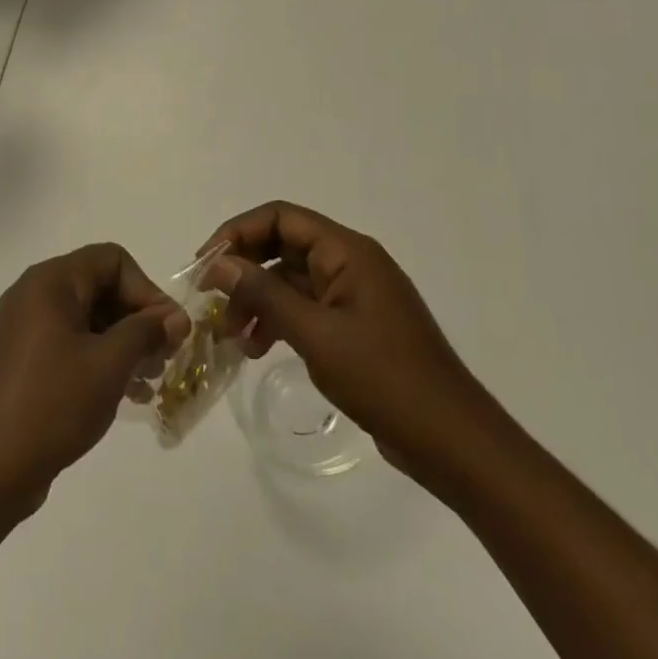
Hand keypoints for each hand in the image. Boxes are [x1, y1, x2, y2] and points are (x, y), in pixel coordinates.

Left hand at [0, 243, 189, 523]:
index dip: (146, 290)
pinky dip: (98, 361)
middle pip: (100, 287)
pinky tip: (121, 397)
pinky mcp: (20, 363)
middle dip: (137, 320)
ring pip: (87, 320)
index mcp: (51, 281)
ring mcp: (23, 330)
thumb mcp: (108, 365)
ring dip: (122, 344)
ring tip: (147, 383)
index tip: (168, 332)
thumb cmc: (49, 405)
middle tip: (163, 360)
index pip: (112, 260)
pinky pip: (69, 345)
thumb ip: (146, 332)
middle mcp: (34, 295)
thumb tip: (176, 317)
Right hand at [203, 201, 490, 479]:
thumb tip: (218, 264)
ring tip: (228, 336)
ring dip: (257, 300)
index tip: (205, 264)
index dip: (238, 233)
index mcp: (347, 251)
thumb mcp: (316, 334)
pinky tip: (256, 349)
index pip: (280, 218)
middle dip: (243, 270)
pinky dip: (278, 321)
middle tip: (210, 301)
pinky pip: (306, 308)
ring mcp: (354, 295)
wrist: (452, 441)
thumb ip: (264, 295)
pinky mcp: (355, 325)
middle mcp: (350, 263)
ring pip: (290, 280)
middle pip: (283, 246)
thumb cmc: (385, 379)